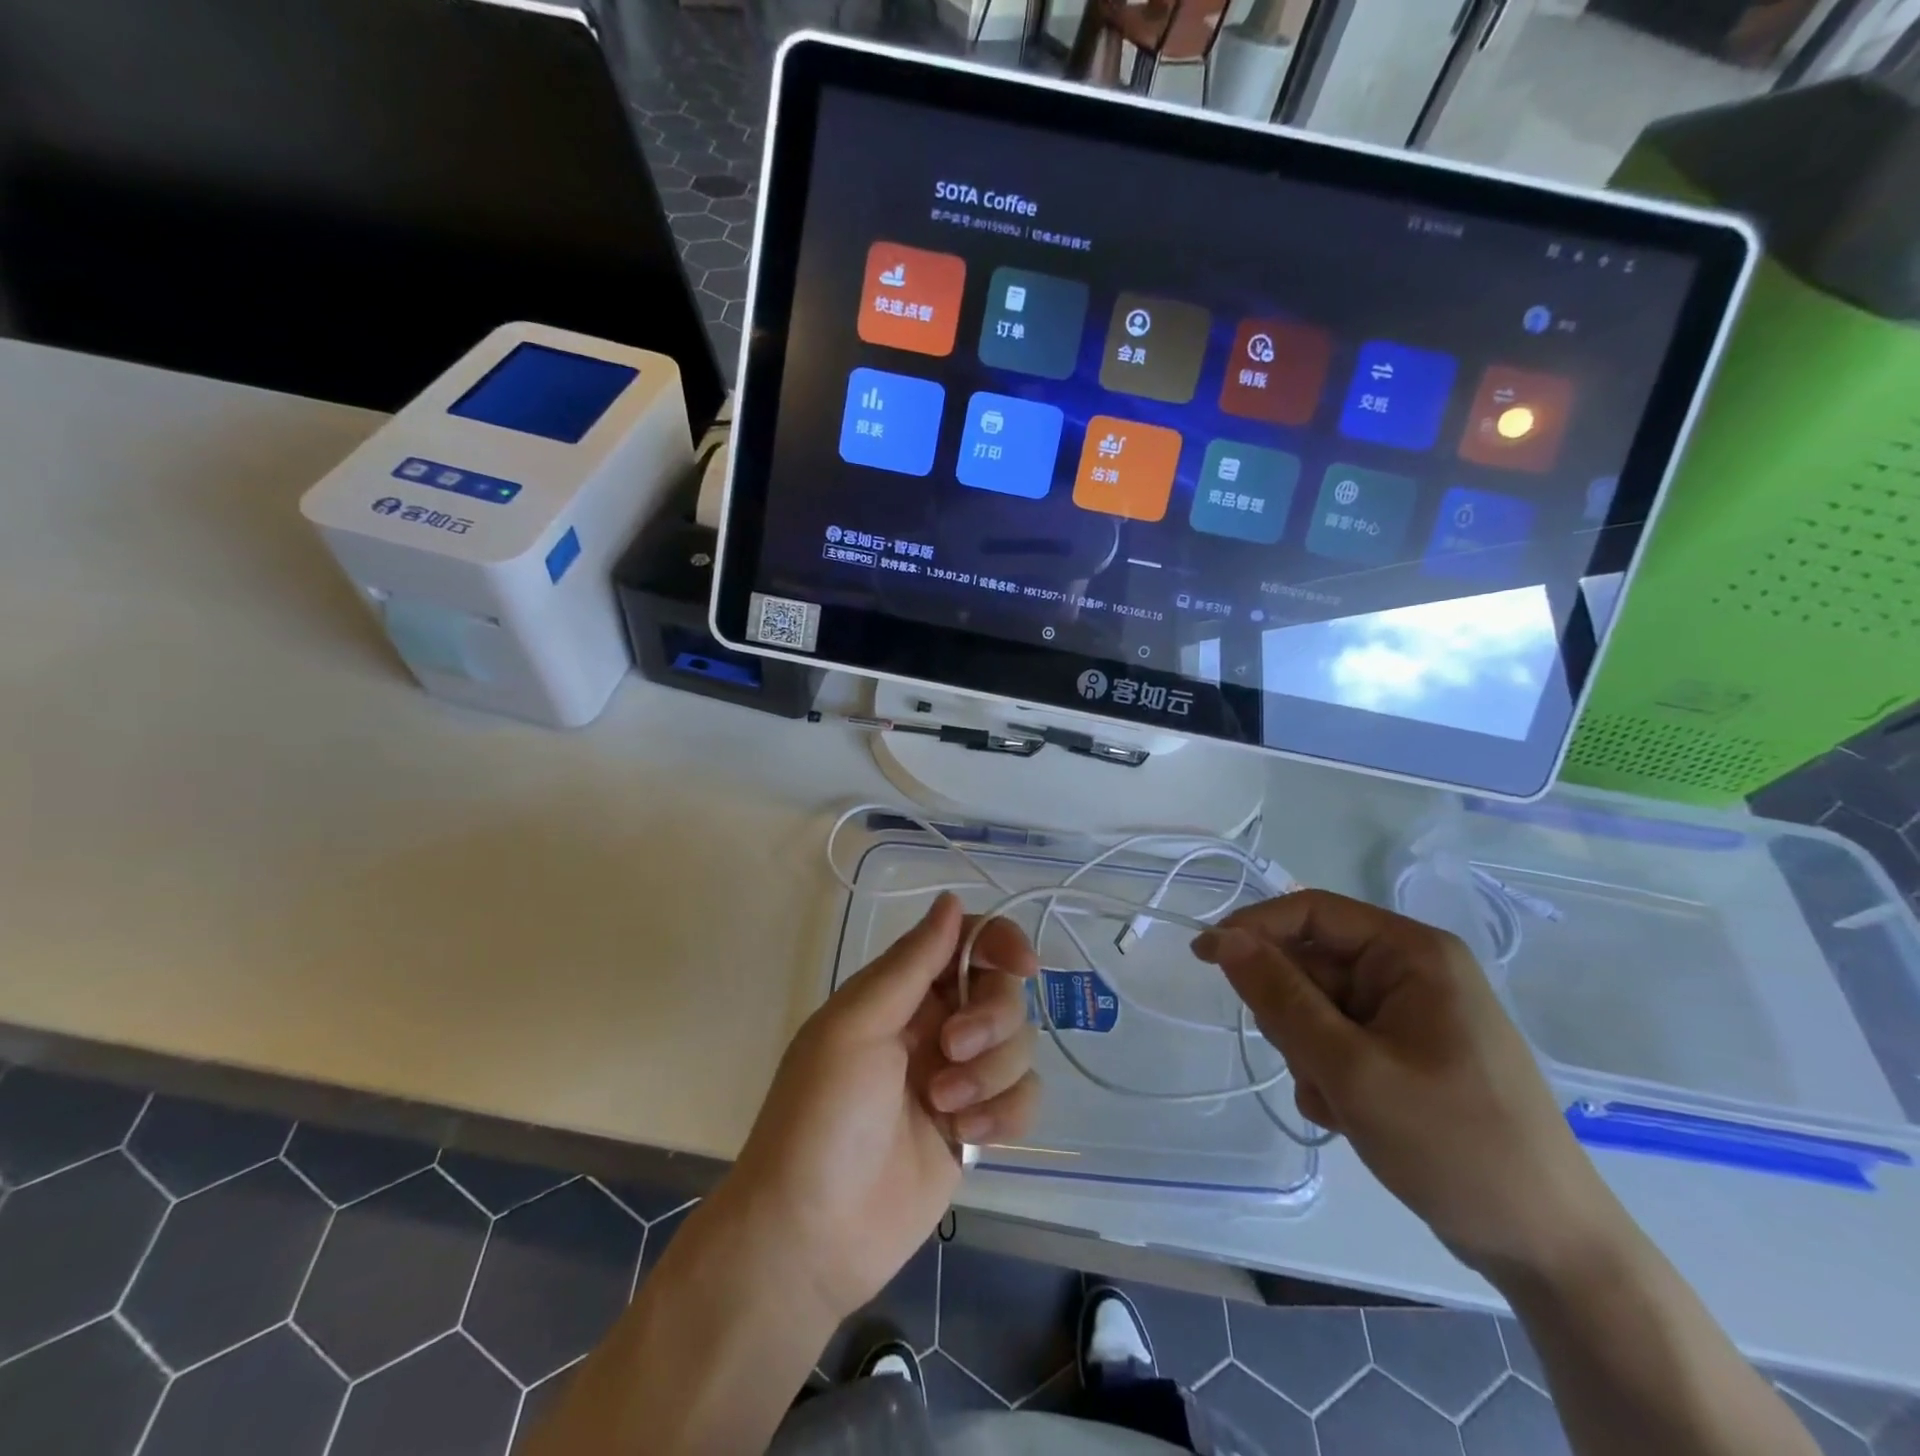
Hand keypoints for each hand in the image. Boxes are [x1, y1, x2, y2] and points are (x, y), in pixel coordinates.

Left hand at [719, 893, 1040, 1322]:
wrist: (811, 1235)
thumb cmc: (822, 1115)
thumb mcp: (857, 1025)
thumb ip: (911, 963)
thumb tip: (951, 899)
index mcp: (900, 992)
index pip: (965, 942)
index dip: (999, 942)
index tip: (1022, 964)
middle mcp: (933, 1025)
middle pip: (1002, 991)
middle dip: (990, 1018)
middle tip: (952, 1049)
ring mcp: (958, 1077)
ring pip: (1018, 1045)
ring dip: (990, 1072)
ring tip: (943, 1107)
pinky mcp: (977, 1128)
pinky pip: (1023, 1098)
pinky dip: (1004, 1113)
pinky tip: (967, 1138)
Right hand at [1193, 890, 1615, 1280]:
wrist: (1548, 1249)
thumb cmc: (1453, 1144)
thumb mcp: (1351, 1068)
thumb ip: (1281, 997)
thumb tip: (1225, 939)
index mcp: (1412, 953)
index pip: (1312, 911)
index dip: (1253, 928)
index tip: (1204, 958)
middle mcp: (1413, 971)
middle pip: (1312, 963)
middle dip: (1292, 1014)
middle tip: (1307, 1064)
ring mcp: (1413, 1014)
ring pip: (1317, 1006)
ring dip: (1307, 1051)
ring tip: (1337, 1100)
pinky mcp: (1409, 1053)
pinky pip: (1339, 1040)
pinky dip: (1328, 1074)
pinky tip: (1348, 1116)